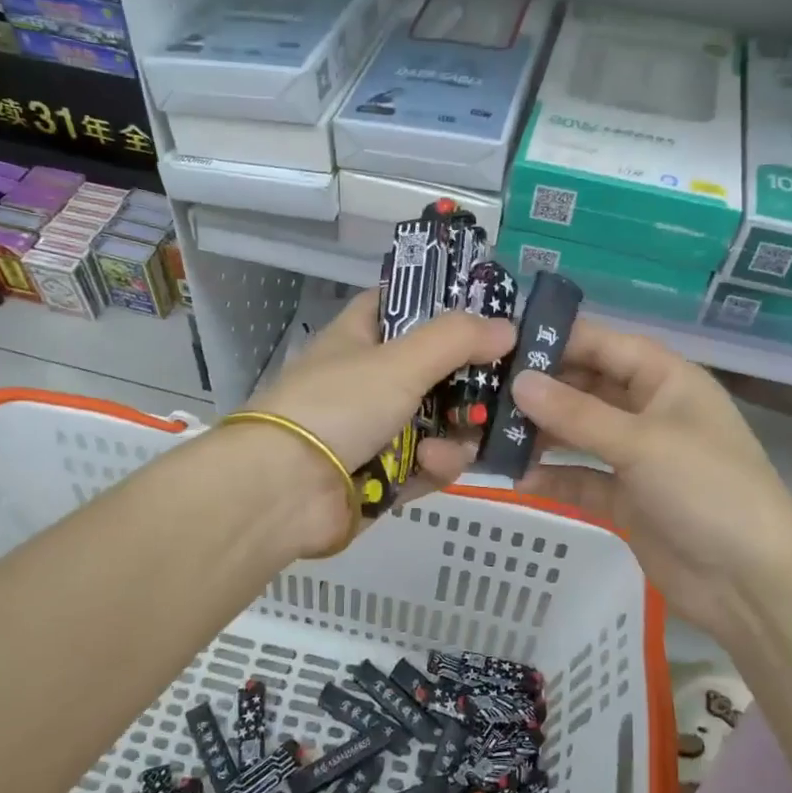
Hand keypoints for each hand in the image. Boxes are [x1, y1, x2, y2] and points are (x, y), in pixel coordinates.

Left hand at [244, 290, 515, 543]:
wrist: (284, 491)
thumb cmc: (338, 406)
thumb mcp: (400, 361)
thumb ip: (456, 340)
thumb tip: (508, 328)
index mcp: (357, 338)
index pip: (398, 303)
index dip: (437, 301)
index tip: (484, 310)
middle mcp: (365, 380)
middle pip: (430, 369)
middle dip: (467, 382)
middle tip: (504, 387)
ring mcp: (373, 430)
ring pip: (436, 422)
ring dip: (455, 432)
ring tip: (464, 439)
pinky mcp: (381, 476)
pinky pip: (425, 464)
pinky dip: (434, 466)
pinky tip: (431, 467)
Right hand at [512, 318, 791, 629]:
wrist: (751, 583)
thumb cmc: (706, 489)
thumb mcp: (641, 443)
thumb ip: (576, 413)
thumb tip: (518, 382)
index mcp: (665, 380)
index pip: (602, 344)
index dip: (556, 339)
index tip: (501, 343)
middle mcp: (648, 410)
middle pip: (585, 387)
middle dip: (540, 390)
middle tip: (483, 392)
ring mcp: (636, 456)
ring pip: (578, 433)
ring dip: (540, 434)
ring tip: (491, 434)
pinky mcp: (625, 497)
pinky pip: (581, 477)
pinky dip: (554, 477)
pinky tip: (517, 479)